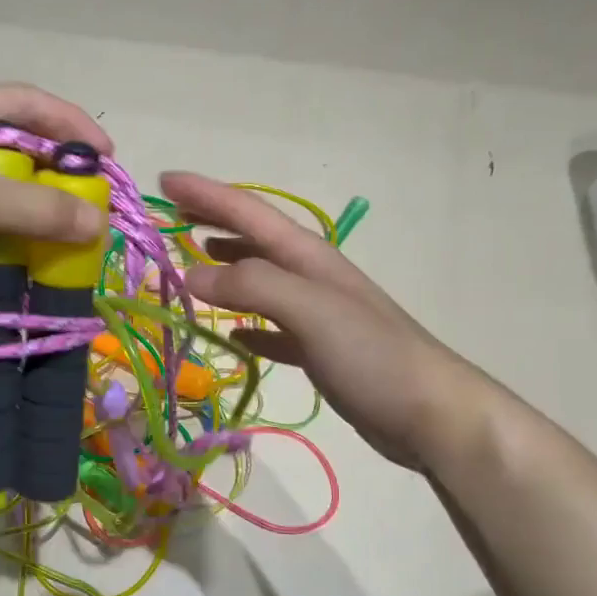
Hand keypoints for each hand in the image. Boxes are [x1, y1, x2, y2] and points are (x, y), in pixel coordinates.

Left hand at [0, 85, 113, 315]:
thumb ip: (42, 208)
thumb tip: (99, 224)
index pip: (29, 103)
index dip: (72, 124)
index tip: (108, 156)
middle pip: (21, 149)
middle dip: (60, 175)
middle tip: (93, 203)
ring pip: (6, 193)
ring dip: (39, 213)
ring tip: (74, 236)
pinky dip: (15, 240)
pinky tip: (38, 259)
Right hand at [160, 172, 496, 470]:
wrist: (432, 414)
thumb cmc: (374, 355)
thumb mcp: (312, 310)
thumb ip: (254, 285)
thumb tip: (191, 273)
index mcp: (308, 257)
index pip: (248, 213)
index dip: (206, 195)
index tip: (164, 182)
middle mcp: (309, 277)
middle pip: (252, 239)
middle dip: (212, 221)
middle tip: (170, 216)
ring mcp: (315, 315)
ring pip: (259, 281)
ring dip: (225, 268)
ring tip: (190, 265)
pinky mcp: (318, 352)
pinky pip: (272, 329)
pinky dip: (247, 326)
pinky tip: (232, 335)